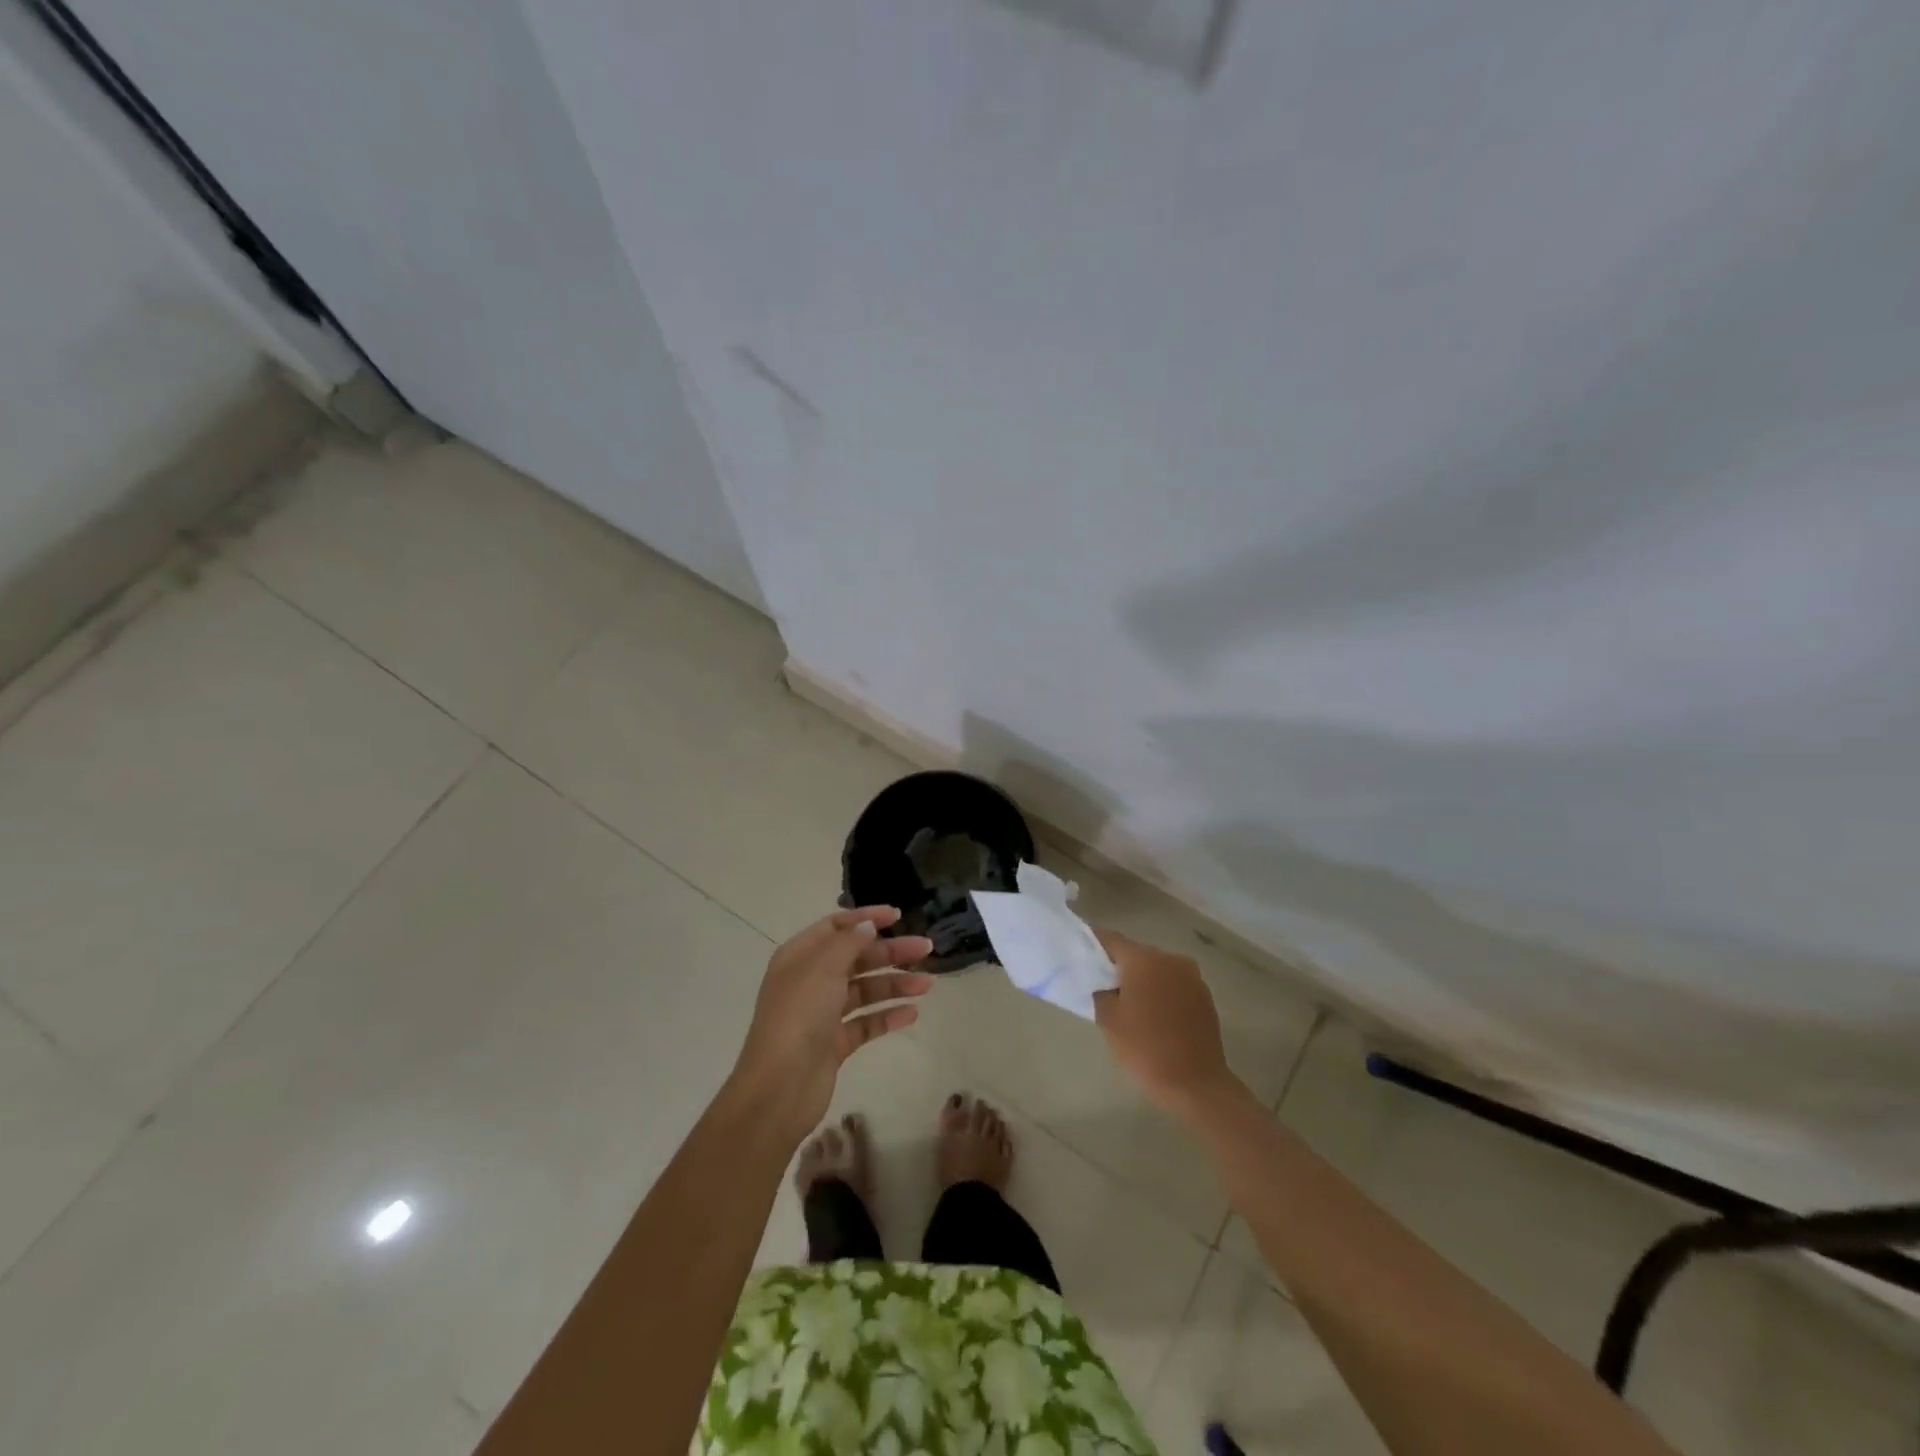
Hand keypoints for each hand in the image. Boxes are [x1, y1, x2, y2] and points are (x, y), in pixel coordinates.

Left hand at [731, 906, 934, 1144]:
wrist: (780, 1087)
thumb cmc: (799, 1016)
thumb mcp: (823, 968)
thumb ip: (849, 942)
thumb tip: (868, 926)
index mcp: (800, 956)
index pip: (836, 926)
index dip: (866, 918)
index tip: (899, 916)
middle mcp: (810, 981)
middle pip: (856, 958)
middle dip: (890, 952)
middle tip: (926, 948)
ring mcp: (822, 1014)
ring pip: (864, 990)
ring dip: (895, 984)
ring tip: (927, 984)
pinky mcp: (835, 1043)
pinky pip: (866, 1023)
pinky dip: (887, 1016)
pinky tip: (912, 1014)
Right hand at [1092, 930, 1238, 1114]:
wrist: (1196, 1083)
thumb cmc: (1145, 1048)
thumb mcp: (1109, 1020)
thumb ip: (1101, 992)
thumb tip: (1103, 984)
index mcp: (1144, 960)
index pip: (1111, 940)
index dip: (1094, 944)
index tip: (1080, 954)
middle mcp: (1170, 959)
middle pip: (1136, 953)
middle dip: (1119, 965)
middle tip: (1102, 984)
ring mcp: (1191, 977)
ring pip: (1157, 969)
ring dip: (1143, 979)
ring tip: (1128, 1002)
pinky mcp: (1204, 996)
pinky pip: (1174, 984)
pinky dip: (1161, 992)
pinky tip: (1153, 1014)